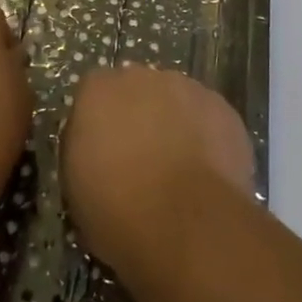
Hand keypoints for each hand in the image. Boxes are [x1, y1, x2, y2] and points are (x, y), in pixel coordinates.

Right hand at [62, 64, 254, 276]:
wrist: (188, 225)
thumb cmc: (119, 211)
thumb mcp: (77, 190)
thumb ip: (84, 152)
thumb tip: (98, 150)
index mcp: (98, 91)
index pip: (93, 95)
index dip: (99, 125)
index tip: (102, 155)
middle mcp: (141, 77)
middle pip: (137, 90)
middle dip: (138, 117)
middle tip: (141, 161)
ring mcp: (187, 88)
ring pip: (176, 101)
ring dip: (175, 124)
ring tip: (179, 170)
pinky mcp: (224, 108)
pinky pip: (209, 119)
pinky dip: (207, 138)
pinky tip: (207, 173)